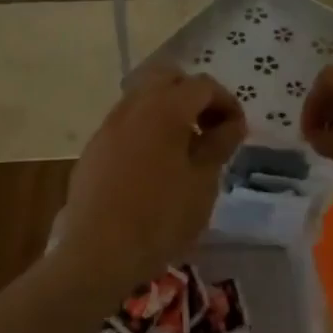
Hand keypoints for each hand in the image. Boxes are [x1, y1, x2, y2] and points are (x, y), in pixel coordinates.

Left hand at [57, 68, 246, 292]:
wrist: (96, 253)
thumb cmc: (160, 218)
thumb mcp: (203, 183)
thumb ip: (219, 144)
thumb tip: (231, 123)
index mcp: (165, 107)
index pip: (203, 85)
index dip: (227, 102)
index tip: (237, 130)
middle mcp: (134, 105)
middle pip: (168, 78)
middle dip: (193, 95)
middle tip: (209, 127)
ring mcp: (109, 125)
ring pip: (143, 97)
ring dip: (168, 110)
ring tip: (184, 147)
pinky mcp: (95, 147)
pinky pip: (127, 122)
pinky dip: (147, 128)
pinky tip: (154, 164)